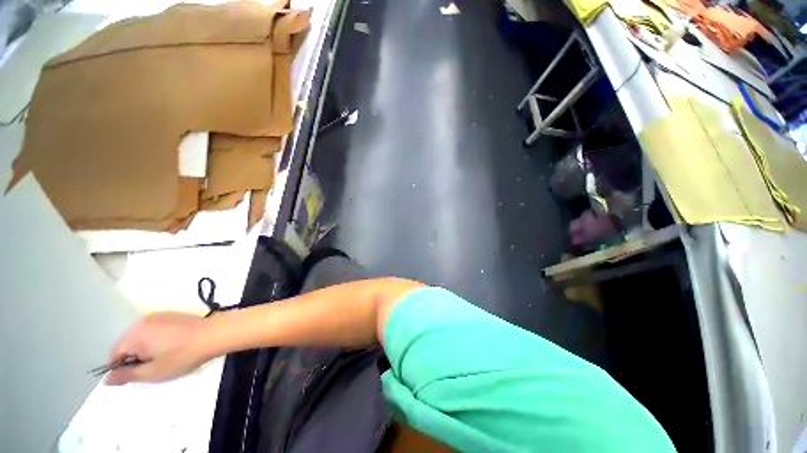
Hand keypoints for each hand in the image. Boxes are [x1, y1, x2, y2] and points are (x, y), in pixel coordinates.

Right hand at [105, 311, 209, 384]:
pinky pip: (154, 328)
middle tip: (154, 366)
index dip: (122, 368)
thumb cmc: (182, 356)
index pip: (115, 354)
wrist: (212, 334)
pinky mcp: (170, 314)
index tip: (138, 375)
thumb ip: (126, 376)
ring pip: (140, 336)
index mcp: (133, 335)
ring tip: (165, 356)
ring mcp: (157, 315)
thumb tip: (105, 380)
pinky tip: (172, 344)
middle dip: (134, 357)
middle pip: (127, 343)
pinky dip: (156, 338)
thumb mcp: (152, 372)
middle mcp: (141, 321)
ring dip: (146, 347)